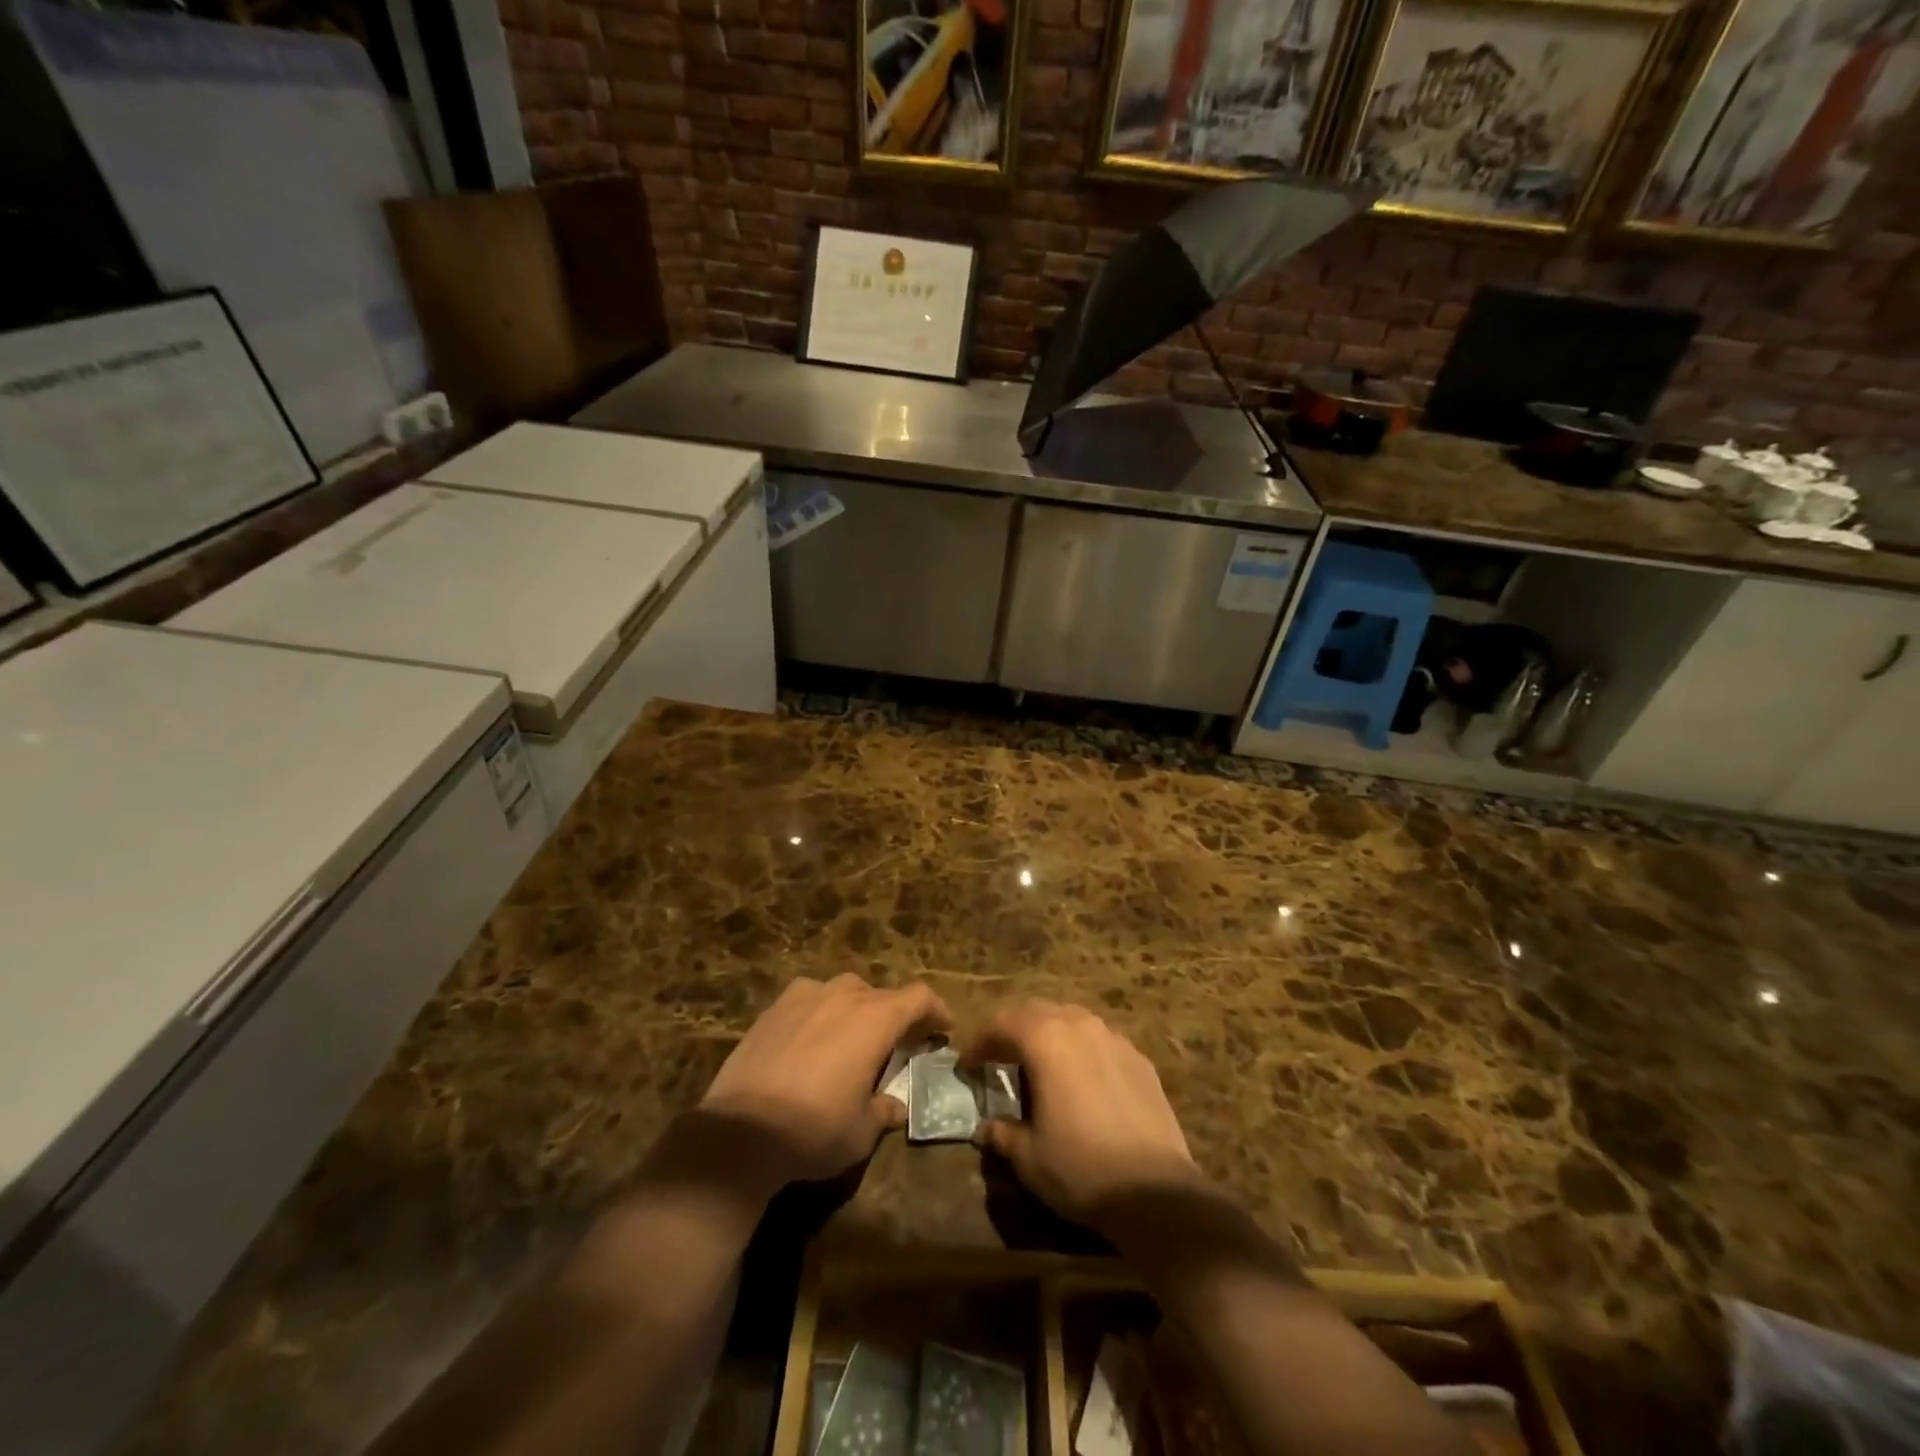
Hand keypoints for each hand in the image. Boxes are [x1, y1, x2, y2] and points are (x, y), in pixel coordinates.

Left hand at [699, 974, 950, 1188]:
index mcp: (875, 1019)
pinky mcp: (773, 1007)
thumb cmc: (814, 1130)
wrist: (740, 1132)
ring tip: (853, 1037)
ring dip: (857, 1008)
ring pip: (844, 990)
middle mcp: (843, 996)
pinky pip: (810, 998)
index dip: (937, 1009)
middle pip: (882, 994)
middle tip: (898, 1042)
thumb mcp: (862, 1131)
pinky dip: (821, 1011)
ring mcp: (805, 996)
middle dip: (896, 1015)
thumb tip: (897, 1105)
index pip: (919, 997)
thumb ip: (885, 1110)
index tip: (944, 1027)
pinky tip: (811, 1037)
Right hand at [964, 1000, 1205, 1227]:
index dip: (980, 1042)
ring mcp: (1114, 1038)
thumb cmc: (1080, 1168)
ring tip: (1041, 1064)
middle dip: (1014, 1030)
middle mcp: (1079, 1025)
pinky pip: (1100, 1040)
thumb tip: (986, 1128)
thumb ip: (1003, 1133)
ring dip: (1050, 1034)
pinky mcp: (1139, 1058)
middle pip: (1037, 1012)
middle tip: (1000, 1058)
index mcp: (1045, 1040)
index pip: (1002, 1024)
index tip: (968, 1064)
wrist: (1155, 1191)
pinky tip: (1082, 1080)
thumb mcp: (1029, 1156)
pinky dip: (1081, 1050)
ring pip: (1072, 1020)